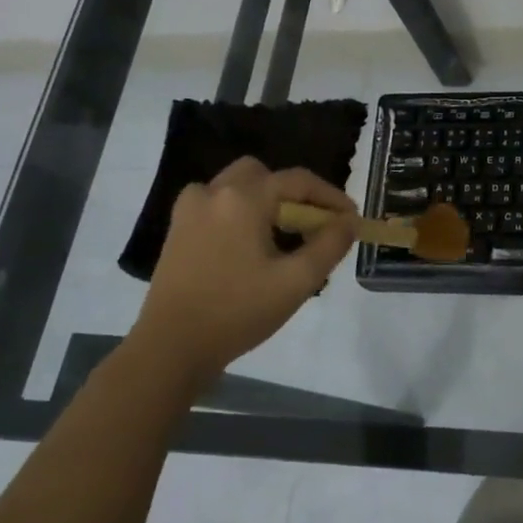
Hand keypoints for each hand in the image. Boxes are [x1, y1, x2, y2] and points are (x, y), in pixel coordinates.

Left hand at [133, 158, 357, 382]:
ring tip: (284, 235)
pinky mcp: (178, 229)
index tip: (351, 219)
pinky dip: (241, 211)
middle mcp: (214, 193)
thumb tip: (349, 221)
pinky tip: (251, 243)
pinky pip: (218, 203)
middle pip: (265, 175)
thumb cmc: (238, 312)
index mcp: (244, 199)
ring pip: (239, 185)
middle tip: (314, 224)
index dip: (331, 197)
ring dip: (266, 200)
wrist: (171, 348)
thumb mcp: (297, 281)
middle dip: (295, 194)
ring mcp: (190, 209)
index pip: (299, 181)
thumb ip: (330, 244)